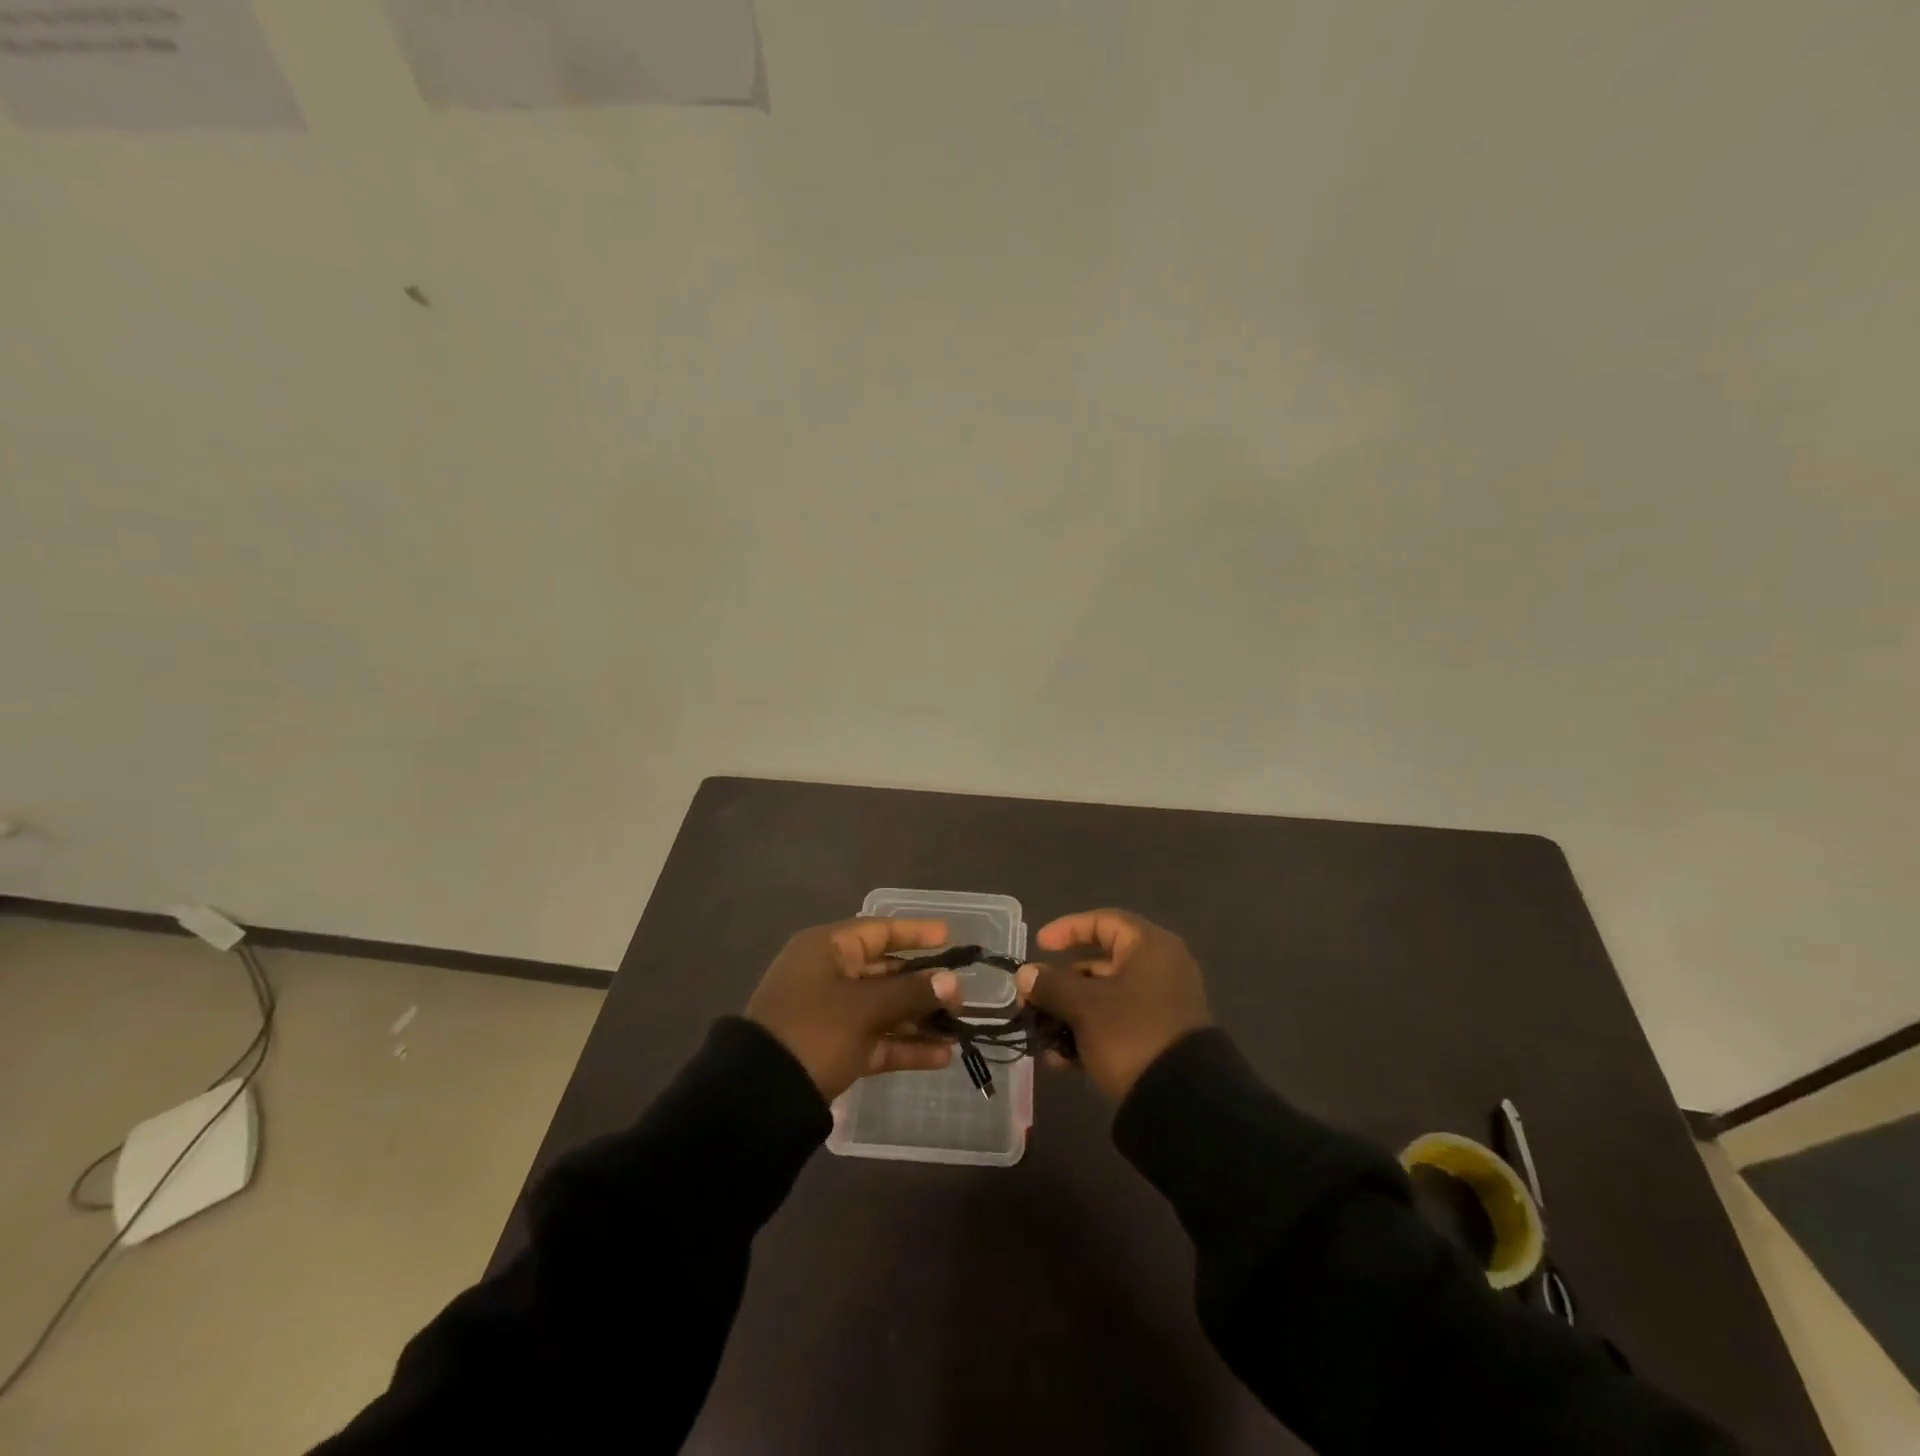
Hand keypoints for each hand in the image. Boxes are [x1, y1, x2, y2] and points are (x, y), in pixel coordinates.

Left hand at [746, 918, 964, 1100]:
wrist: (759, 1097)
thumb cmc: (814, 1030)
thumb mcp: (865, 1008)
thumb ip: (912, 993)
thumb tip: (953, 982)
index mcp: (826, 949)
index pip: (879, 931)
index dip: (915, 934)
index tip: (949, 937)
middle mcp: (828, 975)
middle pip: (885, 972)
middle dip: (924, 985)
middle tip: (962, 995)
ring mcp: (830, 1015)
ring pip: (883, 1009)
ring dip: (919, 1019)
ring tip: (959, 1029)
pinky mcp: (833, 1050)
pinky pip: (876, 1040)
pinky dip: (904, 1046)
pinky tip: (942, 1056)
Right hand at [1015, 909, 1210, 1100]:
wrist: (1183, 1102)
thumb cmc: (1131, 1034)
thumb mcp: (1084, 1007)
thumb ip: (1051, 985)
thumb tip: (1025, 974)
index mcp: (1149, 947)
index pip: (1103, 921)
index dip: (1067, 929)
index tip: (1039, 946)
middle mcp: (1160, 968)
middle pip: (1101, 962)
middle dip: (1061, 982)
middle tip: (1032, 998)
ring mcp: (1162, 1004)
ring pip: (1105, 997)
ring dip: (1070, 1012)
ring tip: (1041, 1034)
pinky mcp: (1159, 1037)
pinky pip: (1117, 1023)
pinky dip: (1089, 1033)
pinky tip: (1061, 1060)